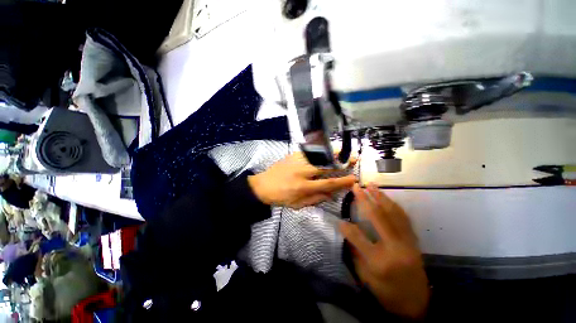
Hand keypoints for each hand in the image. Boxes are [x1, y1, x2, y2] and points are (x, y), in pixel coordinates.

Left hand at [248, 152, 356, 208]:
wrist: (263, 185)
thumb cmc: (281, 197)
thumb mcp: (298, 204)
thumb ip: (316, 199)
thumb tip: (332, 194)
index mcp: (303, 187)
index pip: (328, 183)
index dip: (343, 181)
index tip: (353, 178)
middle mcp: (302, 172)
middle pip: (326, 166)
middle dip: (342, 162)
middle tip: (354, 158)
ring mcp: (297, 161)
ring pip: (319, 155)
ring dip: (333, 153)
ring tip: (344, 150)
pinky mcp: (293, 155)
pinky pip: (309, 151)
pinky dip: (320, 149)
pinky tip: (327, 148)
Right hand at [340, 184, 428, 319]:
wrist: (417, 304)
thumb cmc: (387, 294)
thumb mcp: (366, 278)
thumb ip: (355, 252)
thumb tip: (347, 231)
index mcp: (379, 261)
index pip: (358, 237)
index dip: (346, 227)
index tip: (339, 220)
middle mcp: (394, 248)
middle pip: (378, 217)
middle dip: (364, 199)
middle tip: (357, 186)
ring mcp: (407, 243)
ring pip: (393, 213)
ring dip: (381, 197)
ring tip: (372, 185)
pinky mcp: (414, 241)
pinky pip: (404, 218)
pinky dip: (394, 206)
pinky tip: (387, 198)